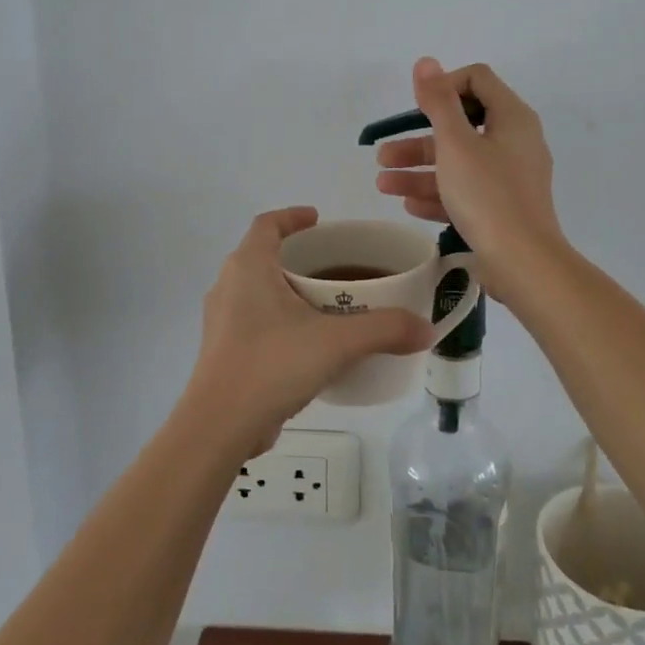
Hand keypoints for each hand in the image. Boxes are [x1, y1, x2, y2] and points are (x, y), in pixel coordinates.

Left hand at [184, 207, 432, 453]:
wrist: (219, 427)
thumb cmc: (272, 365)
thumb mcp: (336, 342)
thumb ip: (384, 330)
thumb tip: (426, 329)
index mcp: (248, 267)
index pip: (267, 224)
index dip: (292, 216)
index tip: (318, 219)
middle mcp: (228, 286)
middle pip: (263, 256)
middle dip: (297, 256)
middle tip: (334, 266)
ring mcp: (222, 320)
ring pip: (258, 291)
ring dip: (288, 290)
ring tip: (326, 304)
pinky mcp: (224, 351)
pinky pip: (254, 320)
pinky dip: (280, 319)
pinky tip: (308, 344)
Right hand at [373, 58, 564, 299]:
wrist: (524, 263)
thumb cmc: (488, 194)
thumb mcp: (456, 144)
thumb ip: (438, 102)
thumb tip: (426, 62)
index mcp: (512, 118)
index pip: (476, 80)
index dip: (443, 86)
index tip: (417, 109)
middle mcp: (515, 142)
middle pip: (460, 127)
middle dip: (417, 140)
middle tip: (382, 154)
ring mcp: (510, 178)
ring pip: (458, 164)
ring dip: (418, 171)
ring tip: (382, 184)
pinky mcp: (503, 208)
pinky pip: (466, 192)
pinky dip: (438, 194)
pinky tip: (408, 204)